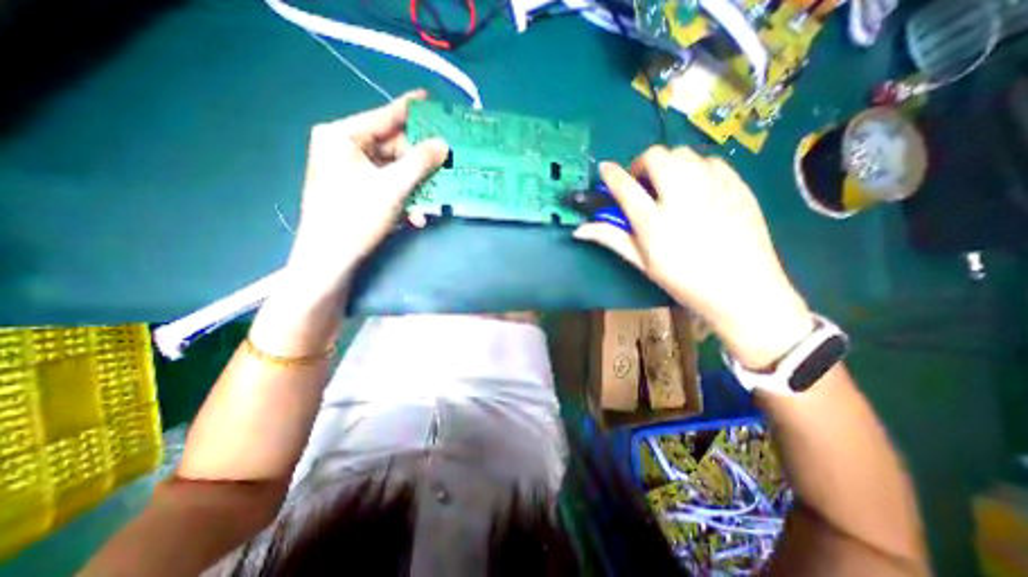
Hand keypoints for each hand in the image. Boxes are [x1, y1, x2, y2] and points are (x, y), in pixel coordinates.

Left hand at [286, 90, 449, 296]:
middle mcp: (343, 148)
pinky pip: (386, 186)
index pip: (384, 116)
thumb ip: (420, 162)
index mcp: (342, 136)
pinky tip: (416, 216)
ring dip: (415, 187)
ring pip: (392, 170)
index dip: (411, 110)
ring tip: (433, 200)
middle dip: (419, 163)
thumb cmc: (356, 217)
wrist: (330, 260)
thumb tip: (443, 143)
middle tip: (445, 165)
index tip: (433, 101)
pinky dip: (403, 198)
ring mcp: (349, 171)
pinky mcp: (356, 191)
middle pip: (392, 147)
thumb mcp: (393, 187)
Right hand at [577, 145, 811, 370]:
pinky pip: (711, 160)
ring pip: (684, 153)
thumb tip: (579, 230)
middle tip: (642, 183)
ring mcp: (713, 188)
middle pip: (656, 156)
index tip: (605, 170)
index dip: (611, 174)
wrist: (743, 290)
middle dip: (642, 163)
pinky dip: (696, 167)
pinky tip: (696, 187)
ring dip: (668, 163)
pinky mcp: (738, 186)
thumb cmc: (685, 281)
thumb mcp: (643, 263)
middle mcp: (682, 197)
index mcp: (654, 221)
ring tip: (669, 185)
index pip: (625, 185)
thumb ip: (611, 239)